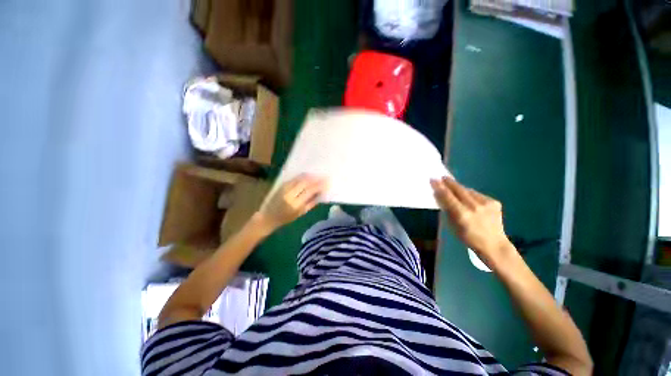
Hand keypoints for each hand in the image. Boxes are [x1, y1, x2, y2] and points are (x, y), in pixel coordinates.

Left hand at [256, 174, 327, 231]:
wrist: (268, 216)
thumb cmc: (286, 218)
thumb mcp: (300, 213)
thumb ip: (311, 203)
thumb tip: (321, 194)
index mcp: (295, 204)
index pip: (310, 191)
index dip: (319, 186)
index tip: (327, 183)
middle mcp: (290, 194)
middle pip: (305, 182)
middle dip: (316, 179)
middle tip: (324, 177)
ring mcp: (285, 188)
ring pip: (300, 178)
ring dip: (310, 176)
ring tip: (318, 175)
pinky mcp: (281, 184)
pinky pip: (295, 178)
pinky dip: (303, 176)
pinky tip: (308, 176)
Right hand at [430, 177, 512, 267]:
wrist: (494, 245)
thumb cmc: (468, 238)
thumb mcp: (453, 226)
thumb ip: (446, 209)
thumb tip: (438, 195)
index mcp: (462, 214)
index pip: (448, 196)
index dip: (439, 187)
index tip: (433, 179)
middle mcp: (474, 206)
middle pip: (459, 190)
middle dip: (449, 183)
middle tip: (442, 177)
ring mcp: (486, 203)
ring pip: (468, 191)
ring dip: (459, 188)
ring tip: (453, 186)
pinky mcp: (494, 202)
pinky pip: (477, 194)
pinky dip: (470, 194)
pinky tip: (468, 197)